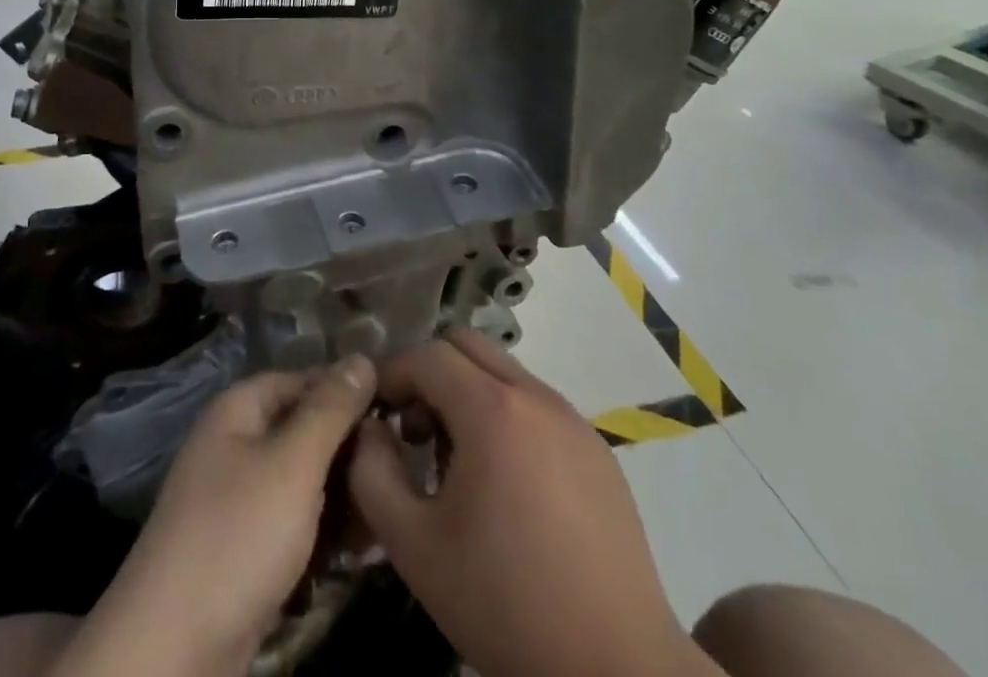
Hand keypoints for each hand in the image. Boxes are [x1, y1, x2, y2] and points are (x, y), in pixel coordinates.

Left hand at [55, 354, 376, 676]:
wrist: (173, 646)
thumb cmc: (239, 534)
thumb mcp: (293, 463)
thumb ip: (330, 410)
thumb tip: (362, 357)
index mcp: (239, 409)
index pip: (302, 379)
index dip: (345, 391)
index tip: (395, 412)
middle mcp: (236, 443)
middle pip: (303, 430)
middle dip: (349, 451)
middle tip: (396, 474)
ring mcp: (237, 498)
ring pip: (303, 481)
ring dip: (342, 496)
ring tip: (383, 518)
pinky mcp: (243, 548)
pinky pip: (293, 522)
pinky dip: (323, 532)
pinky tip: (358, 551)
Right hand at [349, 329, 717, 676]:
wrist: (617, 669)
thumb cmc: (505, 602)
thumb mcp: (414, 545)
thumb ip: (372, 474)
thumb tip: (370, 430)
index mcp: (492, 408)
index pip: (427, 354)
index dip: (392, 373)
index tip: (376, 412)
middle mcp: (535, 396)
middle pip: (467, 345)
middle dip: (430, 372)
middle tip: (414, 428)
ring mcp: (573, 419)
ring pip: (503, 371)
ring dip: (468, 392)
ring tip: (456, 460)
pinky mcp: (597, 449)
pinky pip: (536, 404)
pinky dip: (505, 415)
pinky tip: (505, 482)